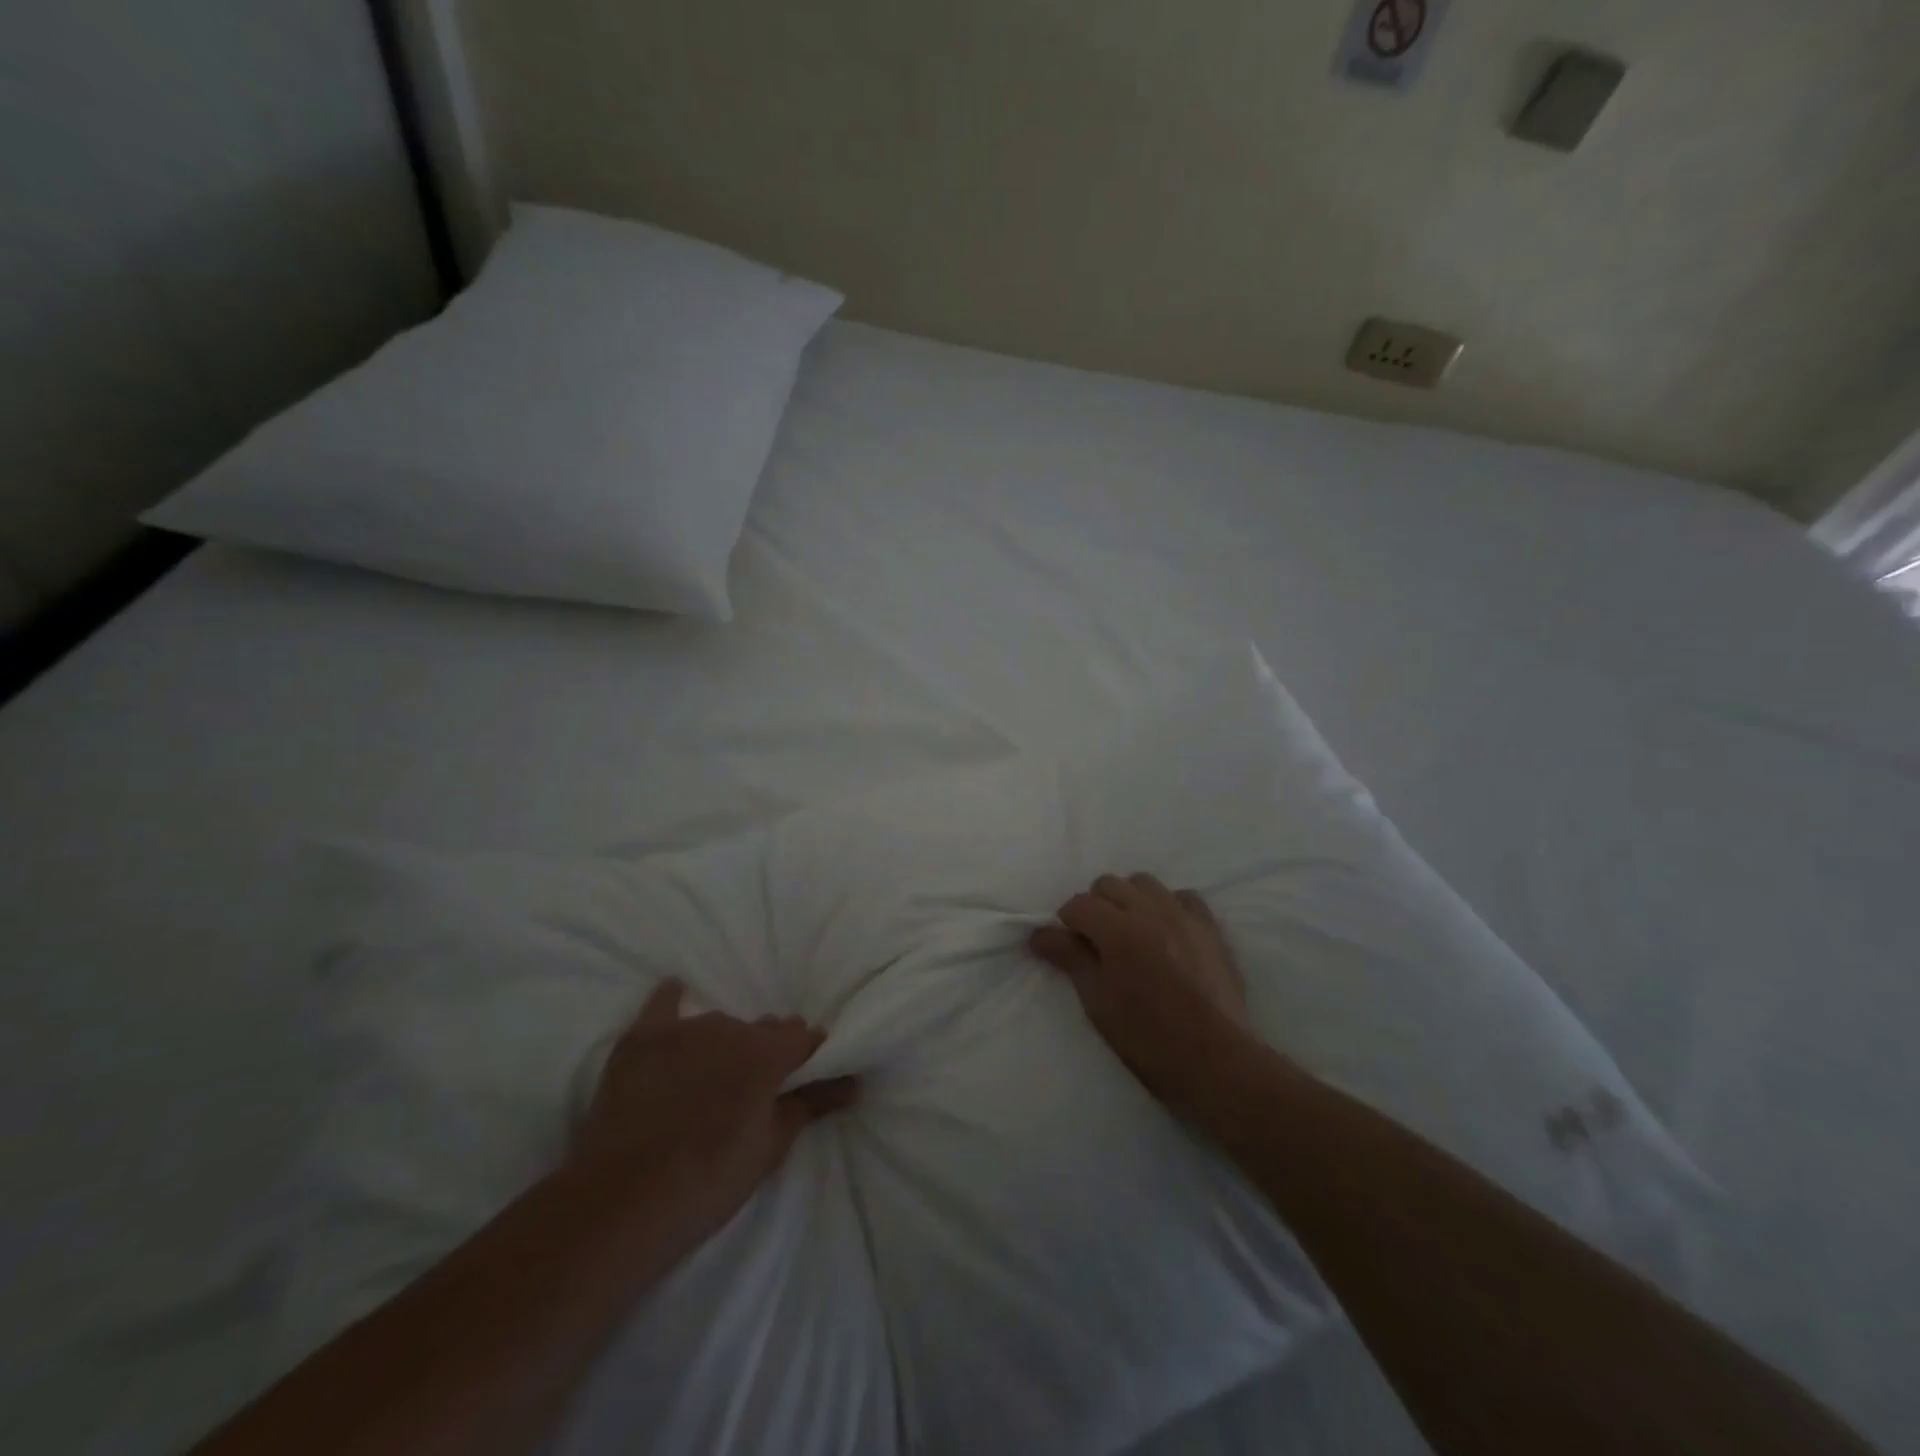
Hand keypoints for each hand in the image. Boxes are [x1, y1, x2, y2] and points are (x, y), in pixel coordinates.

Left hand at [576, 981, 857, 1236]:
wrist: (620, 1204)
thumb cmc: (707, 1182)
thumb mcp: (770, 1148)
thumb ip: (811, 1104)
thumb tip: (852, 1082)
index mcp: (767, 1053)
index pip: (803, 1036)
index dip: (808, 1055)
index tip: (805, 1075)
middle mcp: (730, 1028)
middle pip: (762, 1029)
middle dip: (766, 1051)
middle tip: (755, 1088)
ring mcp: (683, 1029)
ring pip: (719, 1024)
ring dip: (724, 1044)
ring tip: (712, 1078)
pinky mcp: (641, 1038)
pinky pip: (663, 1004)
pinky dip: (672, 1003)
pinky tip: (676, 996)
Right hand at [1030, 873, 1251, 1114]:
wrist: (1214, 1060)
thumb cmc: (1146, 1038)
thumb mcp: (1097, 1001)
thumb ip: (1070, 958)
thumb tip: (1039, 934)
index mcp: (1118, 930)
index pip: (1078, 904)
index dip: (1066, 924)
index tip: (1068, 947)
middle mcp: (1150, 911)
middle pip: (1109, 884)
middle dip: (1095, 906)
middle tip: (1097, 942)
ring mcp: (1184, 916)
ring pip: (1145, 883)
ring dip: (1130, 900)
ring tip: (1131, 933)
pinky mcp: (1210, 928)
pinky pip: (1183, 898)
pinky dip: (1168, 906)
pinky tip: (1166, 932)